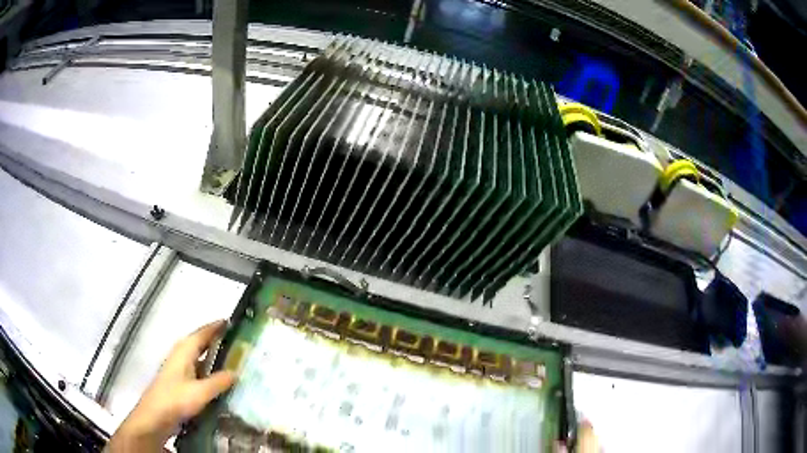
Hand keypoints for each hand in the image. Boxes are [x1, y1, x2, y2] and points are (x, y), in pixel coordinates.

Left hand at [107, 320, 236, 451]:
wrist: (155, 417)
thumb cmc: (176, 399)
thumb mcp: (201, 392)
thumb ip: (219, 381)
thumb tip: (237, 371)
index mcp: (184, 350)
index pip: (203, 333)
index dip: (217, 327)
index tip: (234, 323)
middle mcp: (181, 355)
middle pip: (202, 344)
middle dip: (218, 341)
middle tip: (240, 344)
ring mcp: (180, 369)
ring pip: (201, 358)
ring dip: (215, 358)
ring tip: (236, 362)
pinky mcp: (181, 383)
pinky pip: (199, 371)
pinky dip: (211, 372)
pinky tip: (221, 383)